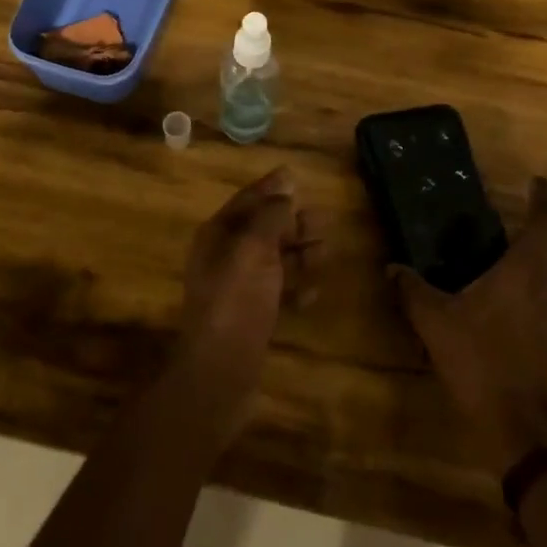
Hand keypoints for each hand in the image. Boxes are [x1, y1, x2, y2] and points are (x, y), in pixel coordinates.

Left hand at [176, 167, 325, 430]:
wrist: (220, 371)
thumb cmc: (236, 300)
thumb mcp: (254, 248)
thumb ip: (271, 215)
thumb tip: (286, 186)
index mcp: (218, 235)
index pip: (247, 201)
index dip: (271, 188)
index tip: (296, 175)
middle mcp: (225, 257)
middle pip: (263, 229)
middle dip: (293, 223)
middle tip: (325, 220)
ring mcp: (238, 288)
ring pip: (274, 260)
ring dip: (300, 254)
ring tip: (327, 252)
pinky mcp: (251, 316)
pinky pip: (277, 292)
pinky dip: (296, 287)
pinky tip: (314, 292)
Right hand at [393, 177, 546, 476]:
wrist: (530, 437)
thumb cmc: (483, 365)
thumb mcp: (437, 325)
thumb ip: (414, 291)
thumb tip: (393, 268)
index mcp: (529, 270)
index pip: (546, 219)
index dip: (543, 197)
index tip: (538, 183)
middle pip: (545, 259)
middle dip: (520, 259)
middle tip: (490, 268)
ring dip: (530, 293)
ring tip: (498, 310)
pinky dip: (541, 322)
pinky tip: (514, 344)